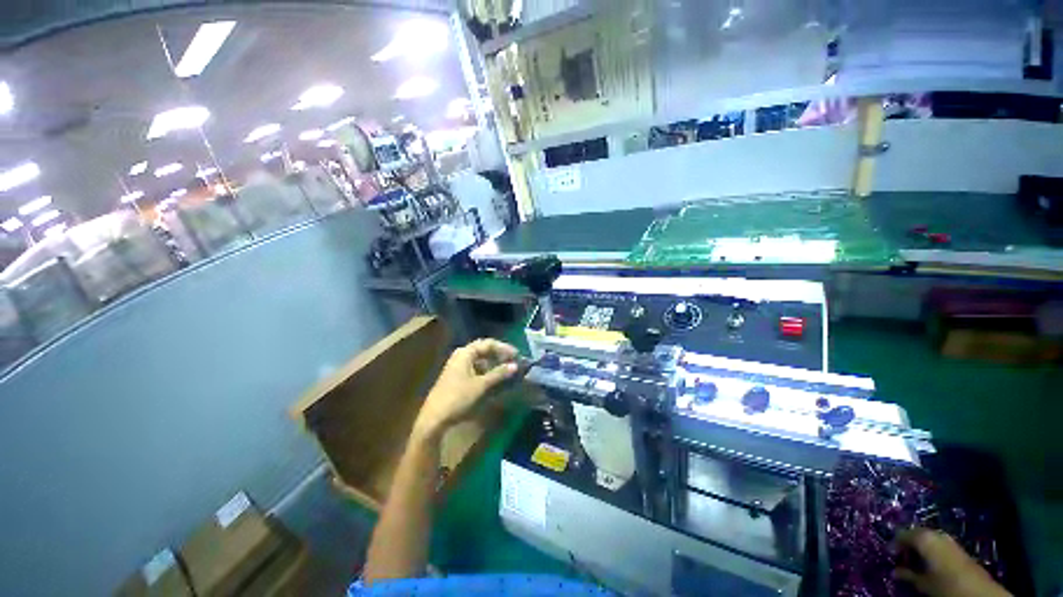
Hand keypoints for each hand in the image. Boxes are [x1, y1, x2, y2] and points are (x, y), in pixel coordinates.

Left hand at [414, 339, 518, 438]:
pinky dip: (486, 370)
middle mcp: (461, 355)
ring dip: (493, 362)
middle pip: (483, 349)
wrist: (434, 418)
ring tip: (505, 369)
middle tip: (512, 360)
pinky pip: (475, 367)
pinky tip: (493, 378)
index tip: (517, 355)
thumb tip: (515, 365)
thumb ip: (499, 373)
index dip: (504, 348)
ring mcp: (457, 365)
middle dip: (499, 354)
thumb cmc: (458, 397)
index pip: (488, 343)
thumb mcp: (481, 385)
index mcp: (465, 353)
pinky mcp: (456, 376)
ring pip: (479, 359)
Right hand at [894, 529, 1009, 596]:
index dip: (895, 544)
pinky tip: (930, 562)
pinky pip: (939, 543)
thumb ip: (908, 575)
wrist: (977, 590)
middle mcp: (936, 533)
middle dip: (908, 543)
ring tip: (915, 560)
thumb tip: (894, 571)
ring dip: (920, 547)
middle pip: (917, 533)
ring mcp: (949, 539)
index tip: (889, 554)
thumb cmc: (945, 584)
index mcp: (924, 538)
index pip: (903, 534)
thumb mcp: (924, 583)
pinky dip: (931, 550)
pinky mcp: (957, 547)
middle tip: (901, 557)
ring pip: (929, 538)